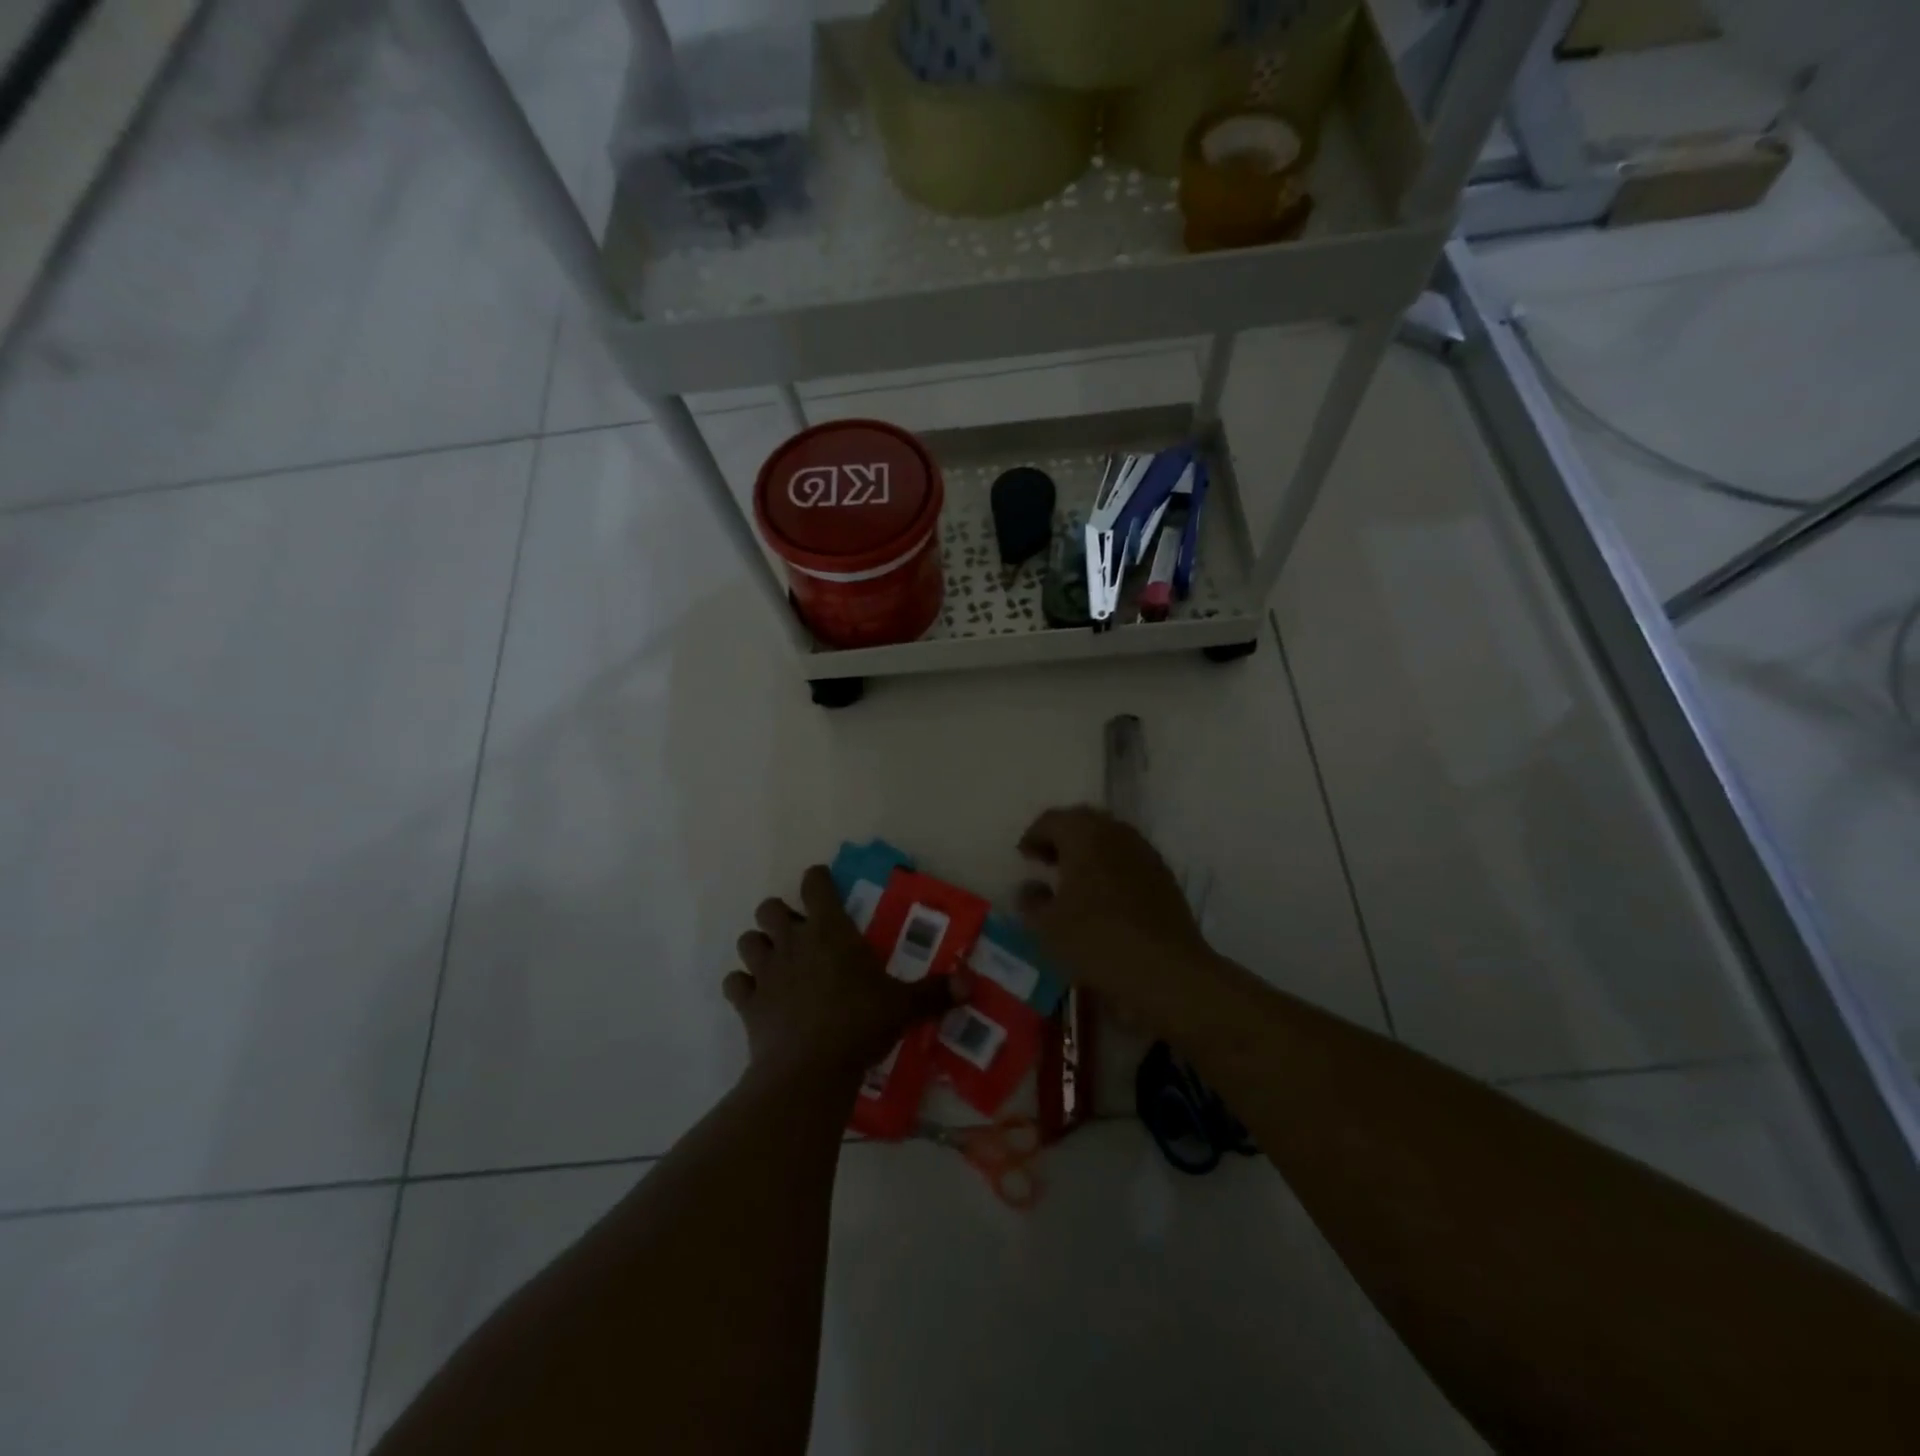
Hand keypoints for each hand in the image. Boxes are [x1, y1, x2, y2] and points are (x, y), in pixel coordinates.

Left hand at [724, 865, 956, 1082]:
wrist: (809, 1071)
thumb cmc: (860, 1025)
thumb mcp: (904, 1007)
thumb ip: (935, 992)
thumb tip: (972, 983)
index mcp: (830, 930)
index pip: (815, 884)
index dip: (817, 879)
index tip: (823, 884)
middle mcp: (793, 942)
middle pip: (769, 907)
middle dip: (780, 914)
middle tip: (799, 932)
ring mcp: (766, 972)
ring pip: (747, 940)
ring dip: (759, 946)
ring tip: (776, 961)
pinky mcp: (748, 1004)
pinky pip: (734, 983)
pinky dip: (743, 986)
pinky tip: (757, 996)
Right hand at [1016, 806, 1214, 1026]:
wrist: (1167, 970)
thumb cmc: (1097, 941)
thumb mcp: (1047, 927)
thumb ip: (1031, 902)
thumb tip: (1029, 888)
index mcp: (1084, 835)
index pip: (1052, 820)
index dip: (1033, 836)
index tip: (1023, 858)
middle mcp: (1116, 833)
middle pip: (1082, 822)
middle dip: (1061, 838)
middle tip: (1046, 862)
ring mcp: (1144, 852)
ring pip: (1108, 838)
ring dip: (1087, 851)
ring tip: (1073, 880)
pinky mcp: (1163, 875)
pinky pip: (1127, 857)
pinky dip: (1109, 866)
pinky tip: (1103, 895)